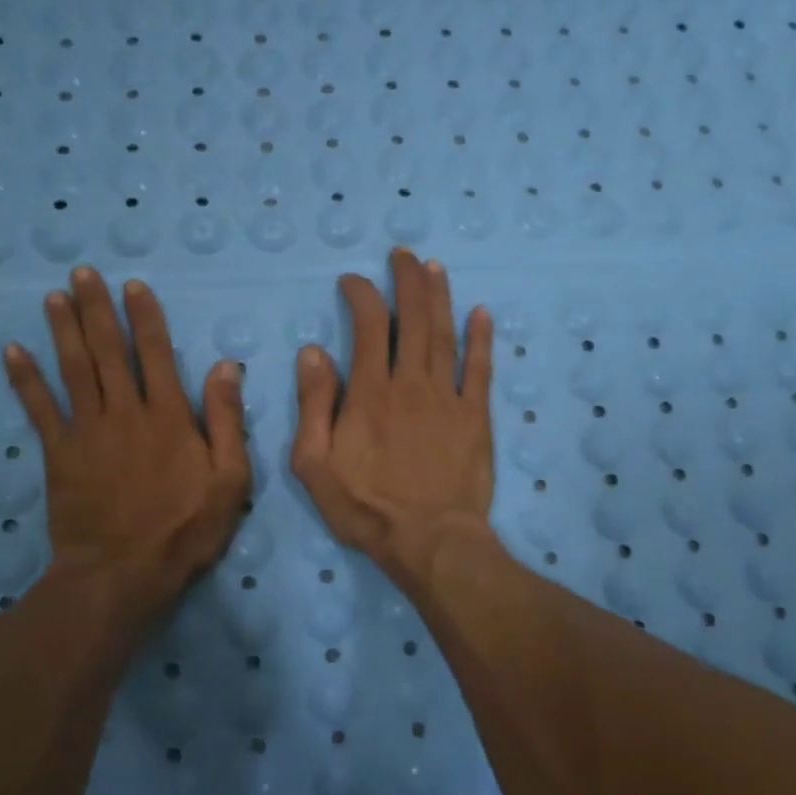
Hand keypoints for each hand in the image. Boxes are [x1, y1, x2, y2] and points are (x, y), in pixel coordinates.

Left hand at [4, 267, 250, 626]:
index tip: (133, 285)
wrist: (123, 573)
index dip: (145, 317)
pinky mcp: (59, 454)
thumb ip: (227, 420)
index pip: (156, 354)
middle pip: (108, 351)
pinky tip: (12, 350)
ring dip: (63, 329)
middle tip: (82, 273)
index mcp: (169, 416)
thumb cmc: (185, 528)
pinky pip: (39, 408)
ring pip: (73, 369)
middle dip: (96, 309)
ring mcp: (87, 431)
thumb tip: (225, 367)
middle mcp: (125, 411)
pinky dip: (25, 378)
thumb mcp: (230, 478)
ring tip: (53, 296)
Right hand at [291, 249, 495, 586]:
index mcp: (369, 393)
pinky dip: (482, 339)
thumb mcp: (315, 464)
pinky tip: (481, 313)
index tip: (352, 280)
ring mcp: (448, 398)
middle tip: (402, 254)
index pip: (366, 327)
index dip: (360, 295)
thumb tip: (314, 352)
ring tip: (434, 267)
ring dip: (439, 298)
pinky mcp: (476, 417)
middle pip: (411, 320)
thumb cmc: (366, 507)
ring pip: (444, 335)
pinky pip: (481, 370)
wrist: (429, 540)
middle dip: (406, 281)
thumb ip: (313, 405)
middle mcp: (410, 383)